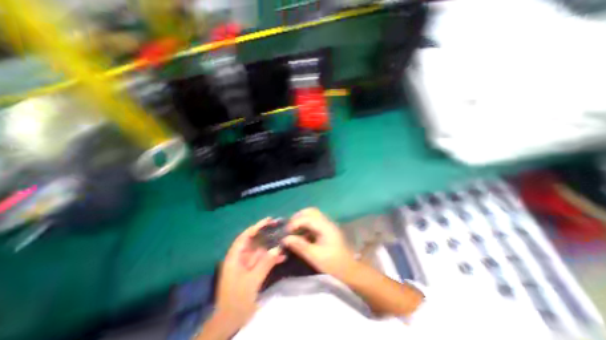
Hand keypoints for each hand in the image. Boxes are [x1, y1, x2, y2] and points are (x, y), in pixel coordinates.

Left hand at [215, 218, 286, 331]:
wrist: (229, 322)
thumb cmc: (236, 301)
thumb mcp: (251, 282)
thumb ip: (264, 264)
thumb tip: (277, 248)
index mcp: (234, 257)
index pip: (245, 237)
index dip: (256, 227)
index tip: (268, 220)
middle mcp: (240, 257)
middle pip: (254, 241)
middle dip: (267, 235)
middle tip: (280, 228)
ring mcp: (246, 264)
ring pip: (260, 251)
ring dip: (272, 247)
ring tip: (285, 240)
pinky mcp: (252, 271)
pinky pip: (262, 260)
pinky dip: (271, 258)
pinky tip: (283, 257)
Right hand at [283, 209, 355, 280]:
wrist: (349, 270)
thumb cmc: (333, 264)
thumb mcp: (315, 257)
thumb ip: (300, 246)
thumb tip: (285, 239)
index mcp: (325, 227)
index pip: (308, 218)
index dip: (295, 223)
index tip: (286, 232)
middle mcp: (327, 222)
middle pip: (311, 211)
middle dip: (298, 217)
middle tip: (289, 227)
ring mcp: (328, 225)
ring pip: (313, 215)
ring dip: (302, 219)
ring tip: (293, 229)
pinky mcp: (327, 229)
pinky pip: (314, 221)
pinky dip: (306, 224)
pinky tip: (301, 233)